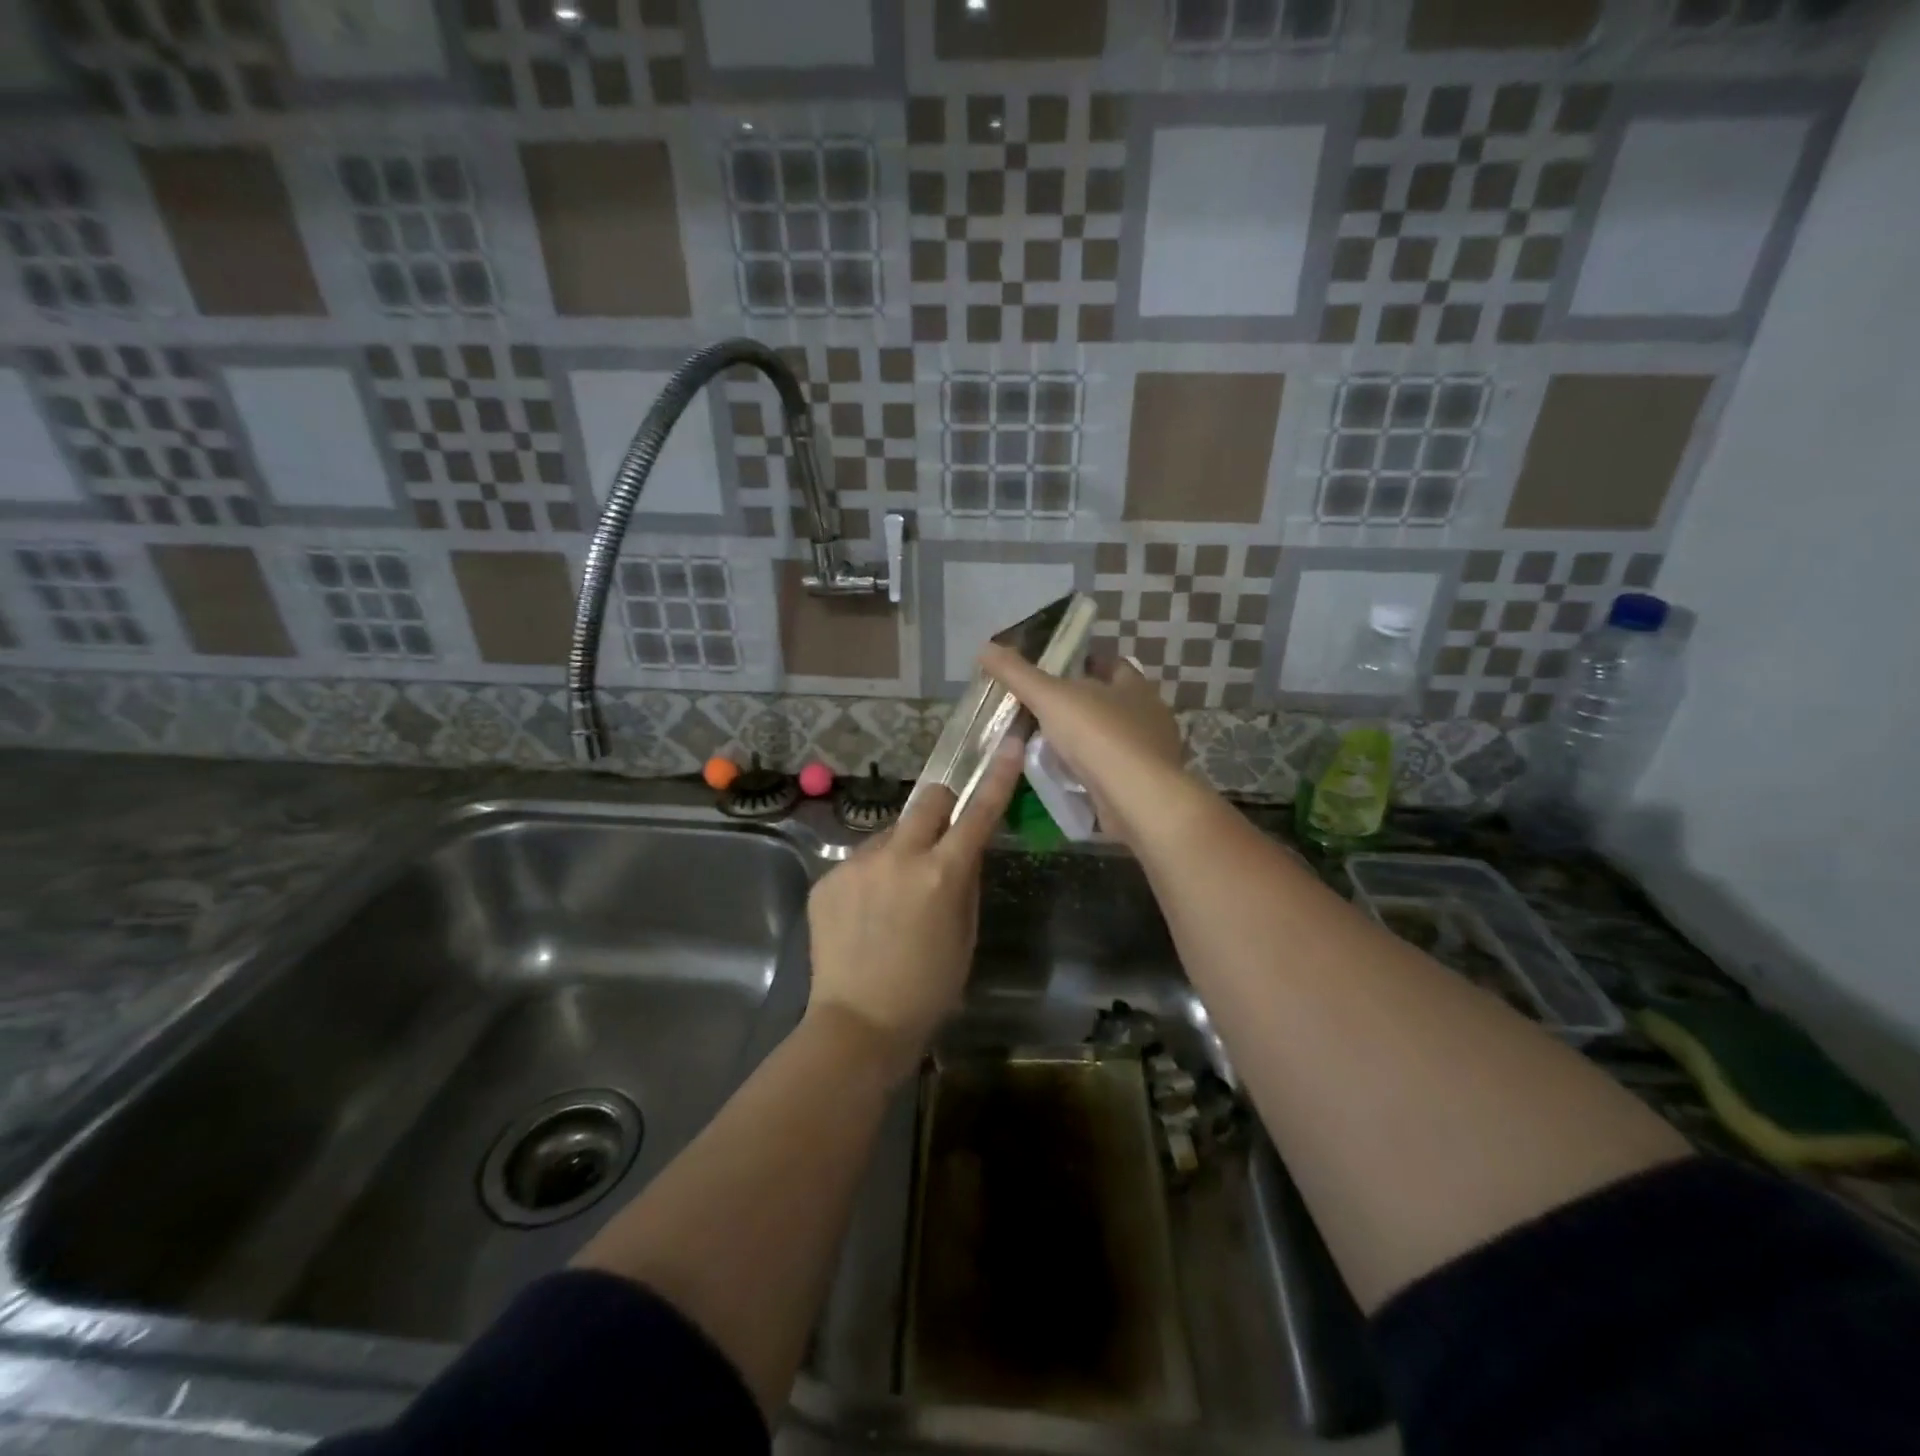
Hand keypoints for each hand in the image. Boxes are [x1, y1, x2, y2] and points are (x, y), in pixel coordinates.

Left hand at [804, 740, 1022, 1080]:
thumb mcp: (965, 936)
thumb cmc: (928, 990)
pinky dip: (870, 877)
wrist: (857, 1025)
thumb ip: (965, 882)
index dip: (997, 776)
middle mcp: (899, 856)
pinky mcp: (827, 877)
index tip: (1008, 744)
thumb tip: (963, 851)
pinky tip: (864, 915)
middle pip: (928, 800)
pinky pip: (859, 861)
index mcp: (942, 873)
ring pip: (890, 833)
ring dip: (901, 851)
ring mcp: (857, 864)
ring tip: (892, 898)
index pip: (978, 812)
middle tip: (941, 838)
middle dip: (942, 808)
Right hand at [977, 644, 1195, 848]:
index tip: (1057, 671)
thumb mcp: (1050, 698)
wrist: (1136, 798)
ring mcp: (1151, 753)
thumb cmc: (1098, 736)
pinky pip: (1114, 771)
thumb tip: (985, 647)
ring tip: (1050, 746)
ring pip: (1113, 738)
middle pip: (1113, 702)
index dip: (1086, 664)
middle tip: (1045, 710)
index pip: (1112, 665)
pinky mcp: (1146, 786)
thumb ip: (1018, 674)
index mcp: (1134, 686)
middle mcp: (1150, 715)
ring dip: (1087, 741)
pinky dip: (1093, 771)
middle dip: (1083, 705)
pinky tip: (1069, 777)